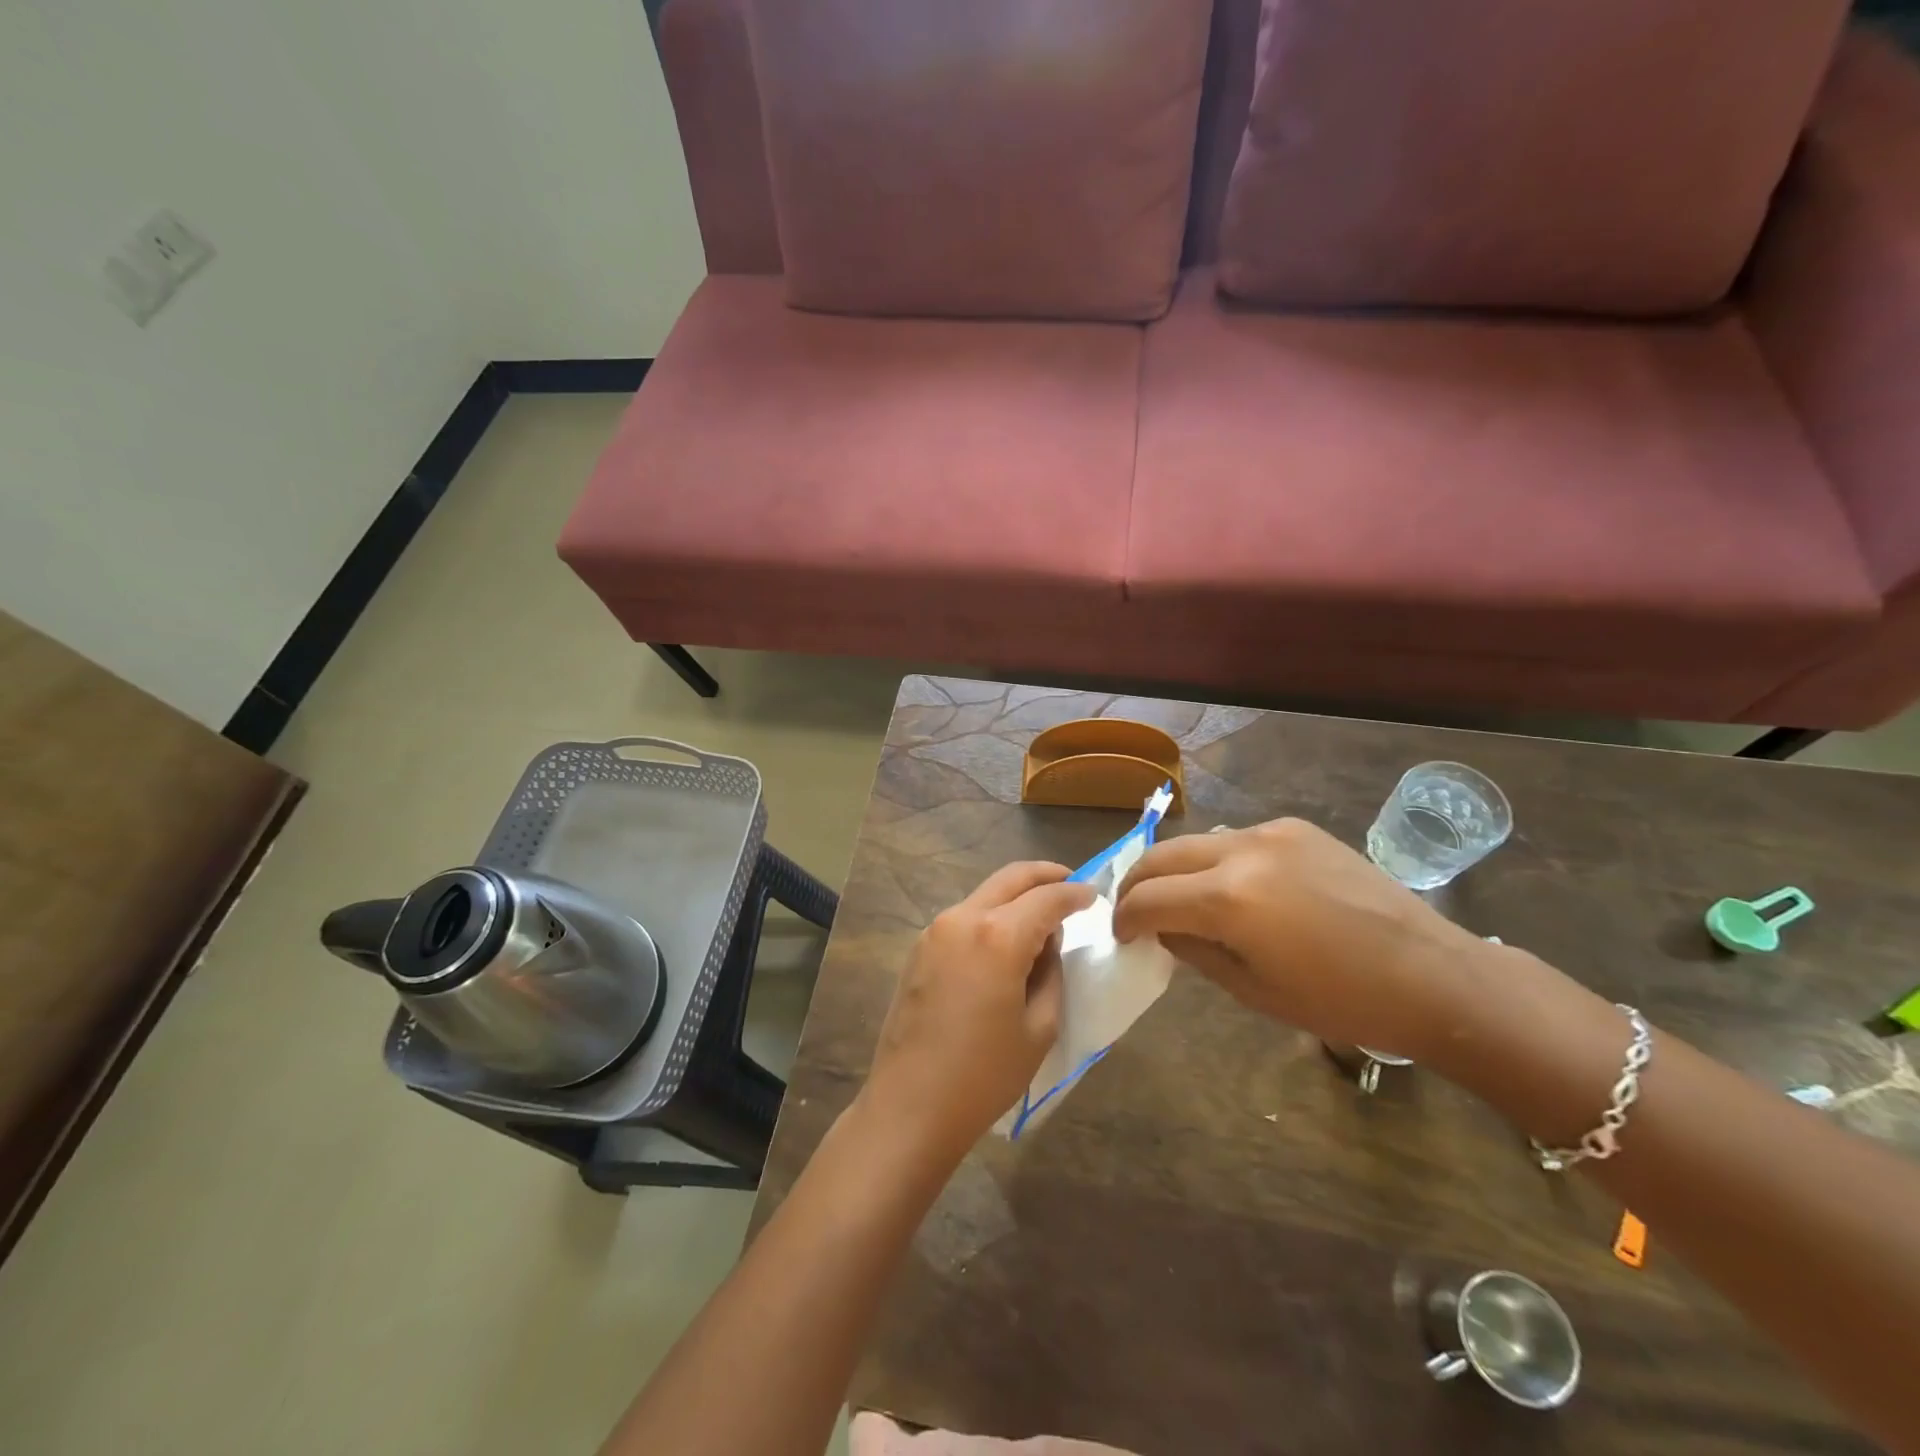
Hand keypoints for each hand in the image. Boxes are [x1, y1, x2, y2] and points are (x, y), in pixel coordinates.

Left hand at [859, 863, 1094, 1168]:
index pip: (1047, 898)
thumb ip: (1050, 973)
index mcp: (998, 936)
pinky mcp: (919, 948)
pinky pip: (965, 916)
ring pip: (985, 894)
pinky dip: (991, 914)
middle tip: (1070, 883)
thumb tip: (1047, 942)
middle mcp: (963, 919)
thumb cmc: (984, 1075)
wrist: (910, 1105)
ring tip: (1041, 917)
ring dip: (1015, 895)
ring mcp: (935, 931)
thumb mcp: (1039, 1027)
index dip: (1074, 894)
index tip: (1094, 895)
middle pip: (1010, 878)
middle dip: (1044, 875)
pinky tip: (1006, 939)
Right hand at [1112, 818, 1485, 1061]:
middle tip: (1132, 912)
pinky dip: (1218, 861)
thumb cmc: (1342, 1001)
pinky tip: (1234, 888)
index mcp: (1228, 899)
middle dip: (1136, 884)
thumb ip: (1195, 951)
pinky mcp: (1297, 828)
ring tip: (1178, 899)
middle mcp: (1241, 851)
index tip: (1122, 937)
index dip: (1124, 919)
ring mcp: (1271, 832)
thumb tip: (1163, 929)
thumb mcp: (1254, 990)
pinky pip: (1237, 839)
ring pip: (1196, 842)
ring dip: (1175, 869)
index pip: (1148, 899)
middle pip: (1161, 856)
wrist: (1433, 975)